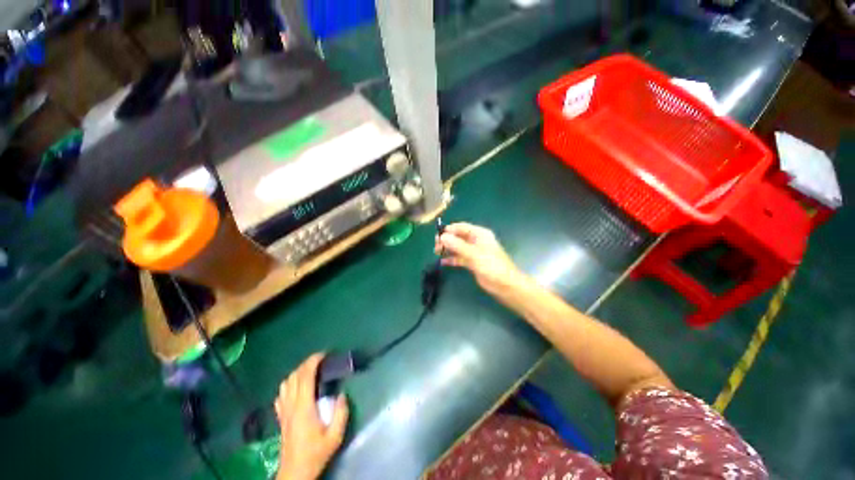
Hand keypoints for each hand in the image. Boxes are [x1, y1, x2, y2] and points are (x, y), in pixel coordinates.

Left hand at [275, 353, 348, 479]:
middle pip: (294, 376)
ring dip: (297, 372)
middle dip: (307, 363)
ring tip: (310, 371)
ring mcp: (283, 411)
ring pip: (286, 383)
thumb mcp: (335, 437)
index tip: (324, 354)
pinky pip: (281, 394)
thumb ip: (340, 414)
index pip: (305, 377)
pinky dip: (289, 385)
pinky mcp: (281, 417)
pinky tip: (297, 387)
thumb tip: (342, 395)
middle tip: (321, 360)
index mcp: (304, 408)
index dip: (313, 362)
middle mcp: (291, 405)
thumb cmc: (315, 454)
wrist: (295, 472)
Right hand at [435, 222, 527, 299]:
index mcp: (479, 234)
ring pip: (457, 247)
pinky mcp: (472, 263)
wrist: (504, 285)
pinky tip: (442, 262)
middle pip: (458, 237)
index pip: (461, 227)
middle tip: (436, 247)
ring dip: (448, 249)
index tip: (437, 235)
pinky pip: (459, 258)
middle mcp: (476, 241)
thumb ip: (457, 245)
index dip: (449, 230)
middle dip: (447, 240)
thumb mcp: (473, 254)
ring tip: (436, 253)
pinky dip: (451, 259)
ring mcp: (474, 252)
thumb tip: (442, 237)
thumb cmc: (491, 266)